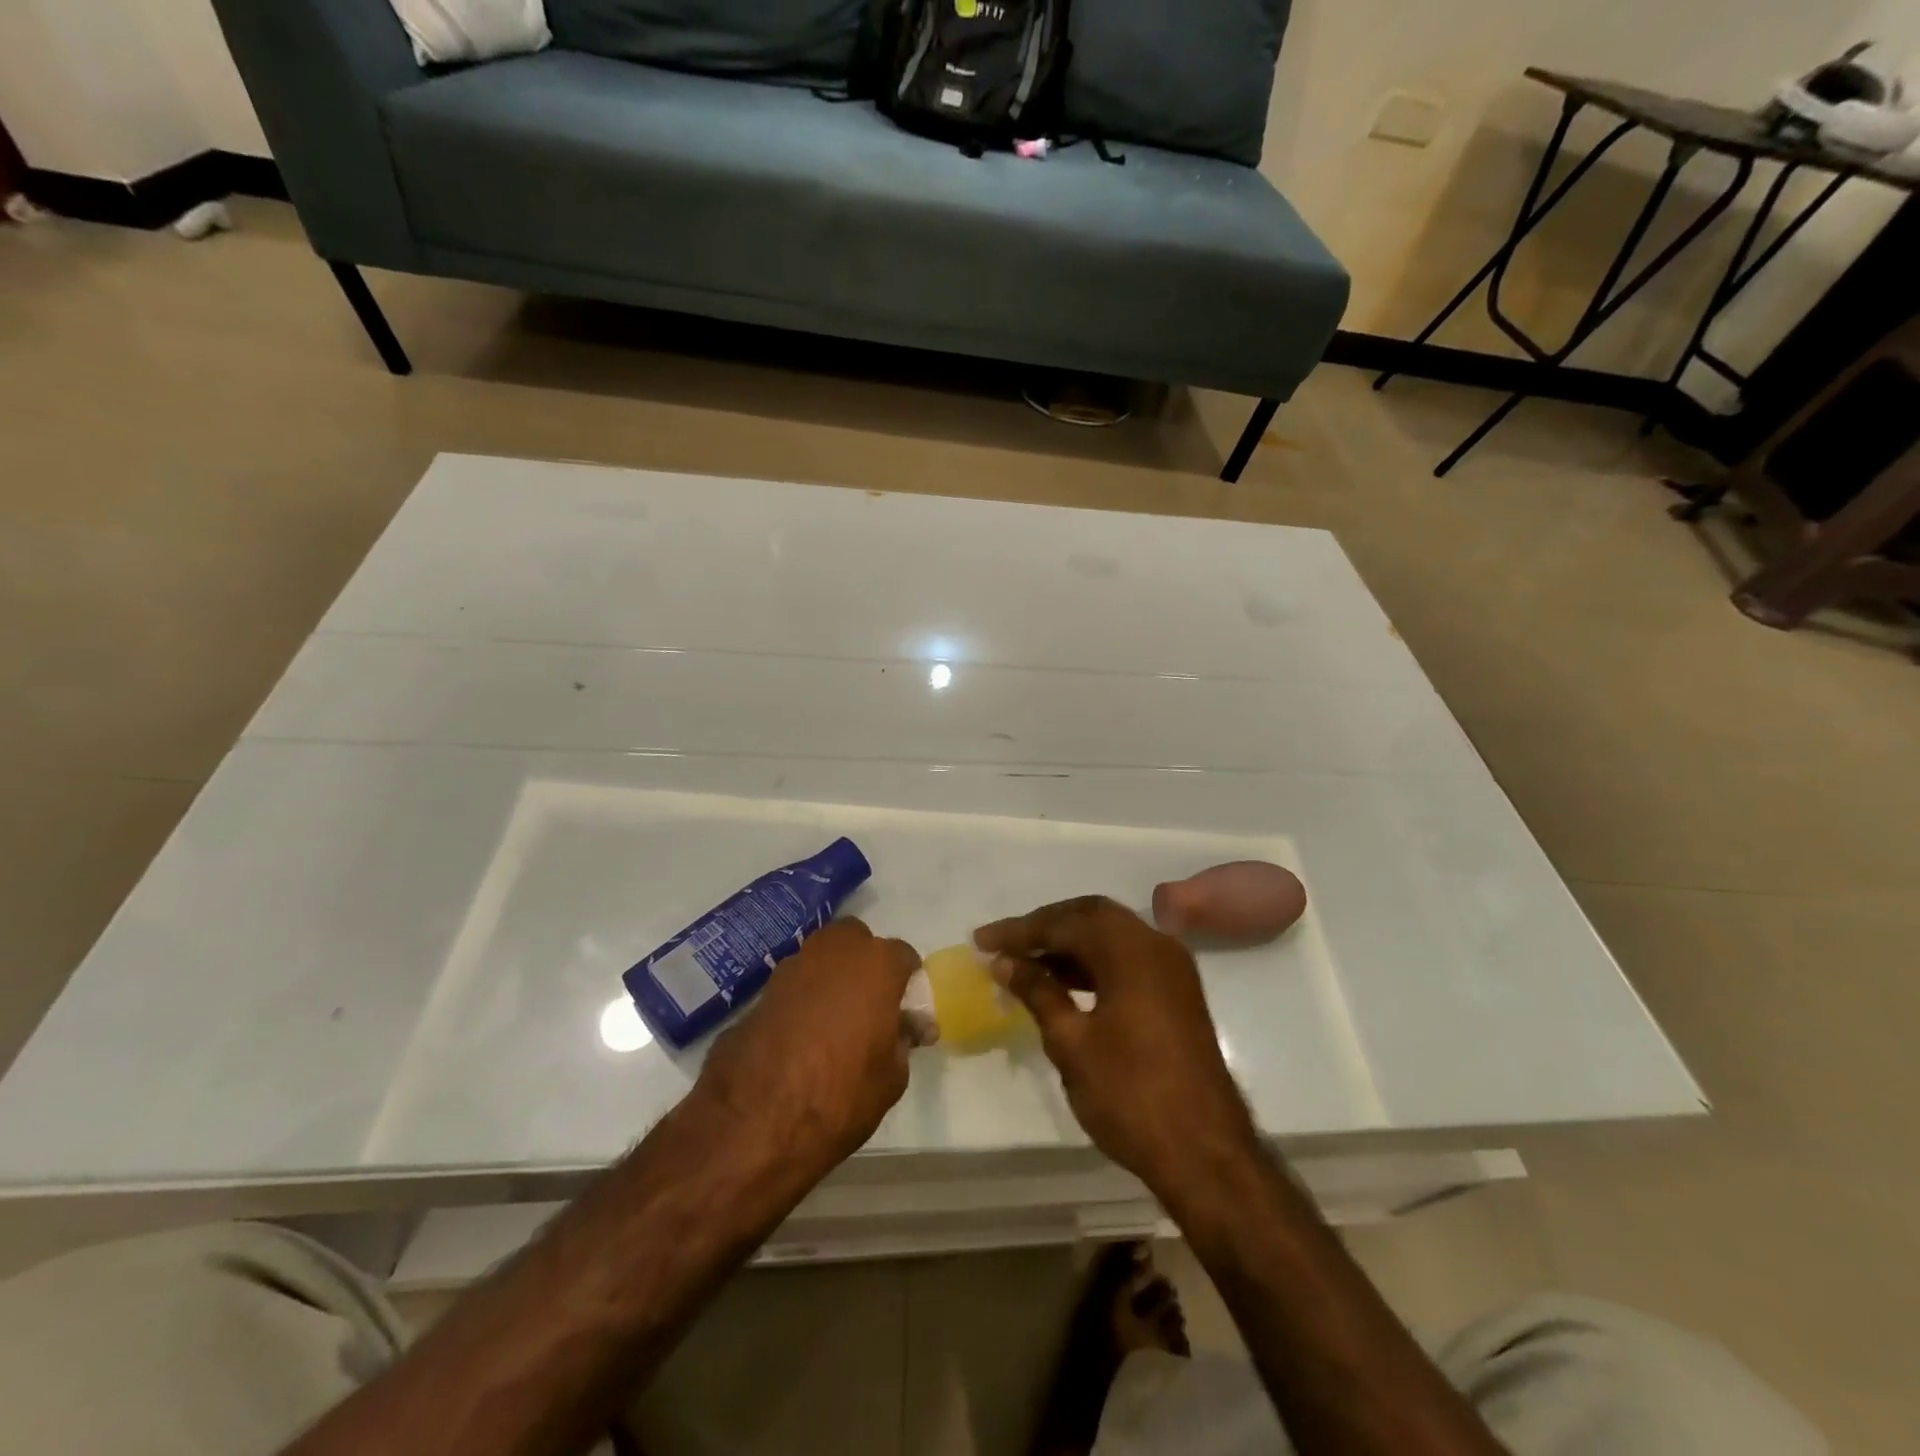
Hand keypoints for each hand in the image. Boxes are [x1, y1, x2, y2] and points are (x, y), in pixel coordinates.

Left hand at [696, 918, 922, 1182]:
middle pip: (856, 940)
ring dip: (831, 977)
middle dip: (865, 962)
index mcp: (875, 965)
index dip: (908, 982)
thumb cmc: (840, 1095)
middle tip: (869, 1003)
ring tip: (834, 1021)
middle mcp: (834, 952)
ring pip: (820, 957)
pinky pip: (793, 986)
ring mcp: (792, 968)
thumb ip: (903, 1039)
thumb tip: (907, 1026)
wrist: (754, 1121)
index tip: (907, 1010)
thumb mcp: (891, 1077)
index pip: (903, 956)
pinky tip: (801, 1036)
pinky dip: (801, 999)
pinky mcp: (760, 992)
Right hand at [975, 897, 1258, 1195]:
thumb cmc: (1131, 1095)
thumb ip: (1037, 992)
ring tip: (1026, 964)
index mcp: (1130, 949)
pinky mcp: (1177, 992)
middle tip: (1005, 945)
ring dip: (1069, 944)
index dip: (1018, 932)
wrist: (1206, 1154)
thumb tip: (1004, 963)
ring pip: (1111, 936)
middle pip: (1090, 916)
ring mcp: (1172, 968)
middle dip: (1046, 927)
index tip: (981, 941)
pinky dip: (1093, 963)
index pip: (1063, 923)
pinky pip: (1127, 959)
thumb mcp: (1072, 1043)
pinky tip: (1064, 982)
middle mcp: (1155, 944)